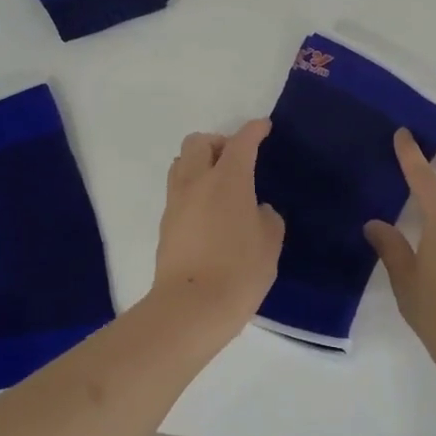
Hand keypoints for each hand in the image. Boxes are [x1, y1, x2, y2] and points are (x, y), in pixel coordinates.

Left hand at [151, 119, 284, 331]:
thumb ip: (266, 217)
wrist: (191, 308)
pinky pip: (178, 191)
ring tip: (219, 183)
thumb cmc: (239, 271)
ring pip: (182, 163)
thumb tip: (256, 211)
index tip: (263, 127)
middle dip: (218, 142)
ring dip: (200, 163)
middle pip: (199, 142)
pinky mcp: (165, 224)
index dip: (254, 130)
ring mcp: (176, 202)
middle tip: (236, 159)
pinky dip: (193, 189)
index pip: (241, 142)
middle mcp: (196, 181)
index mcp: (227, 179)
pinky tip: (209, 211)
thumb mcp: (270, 242)